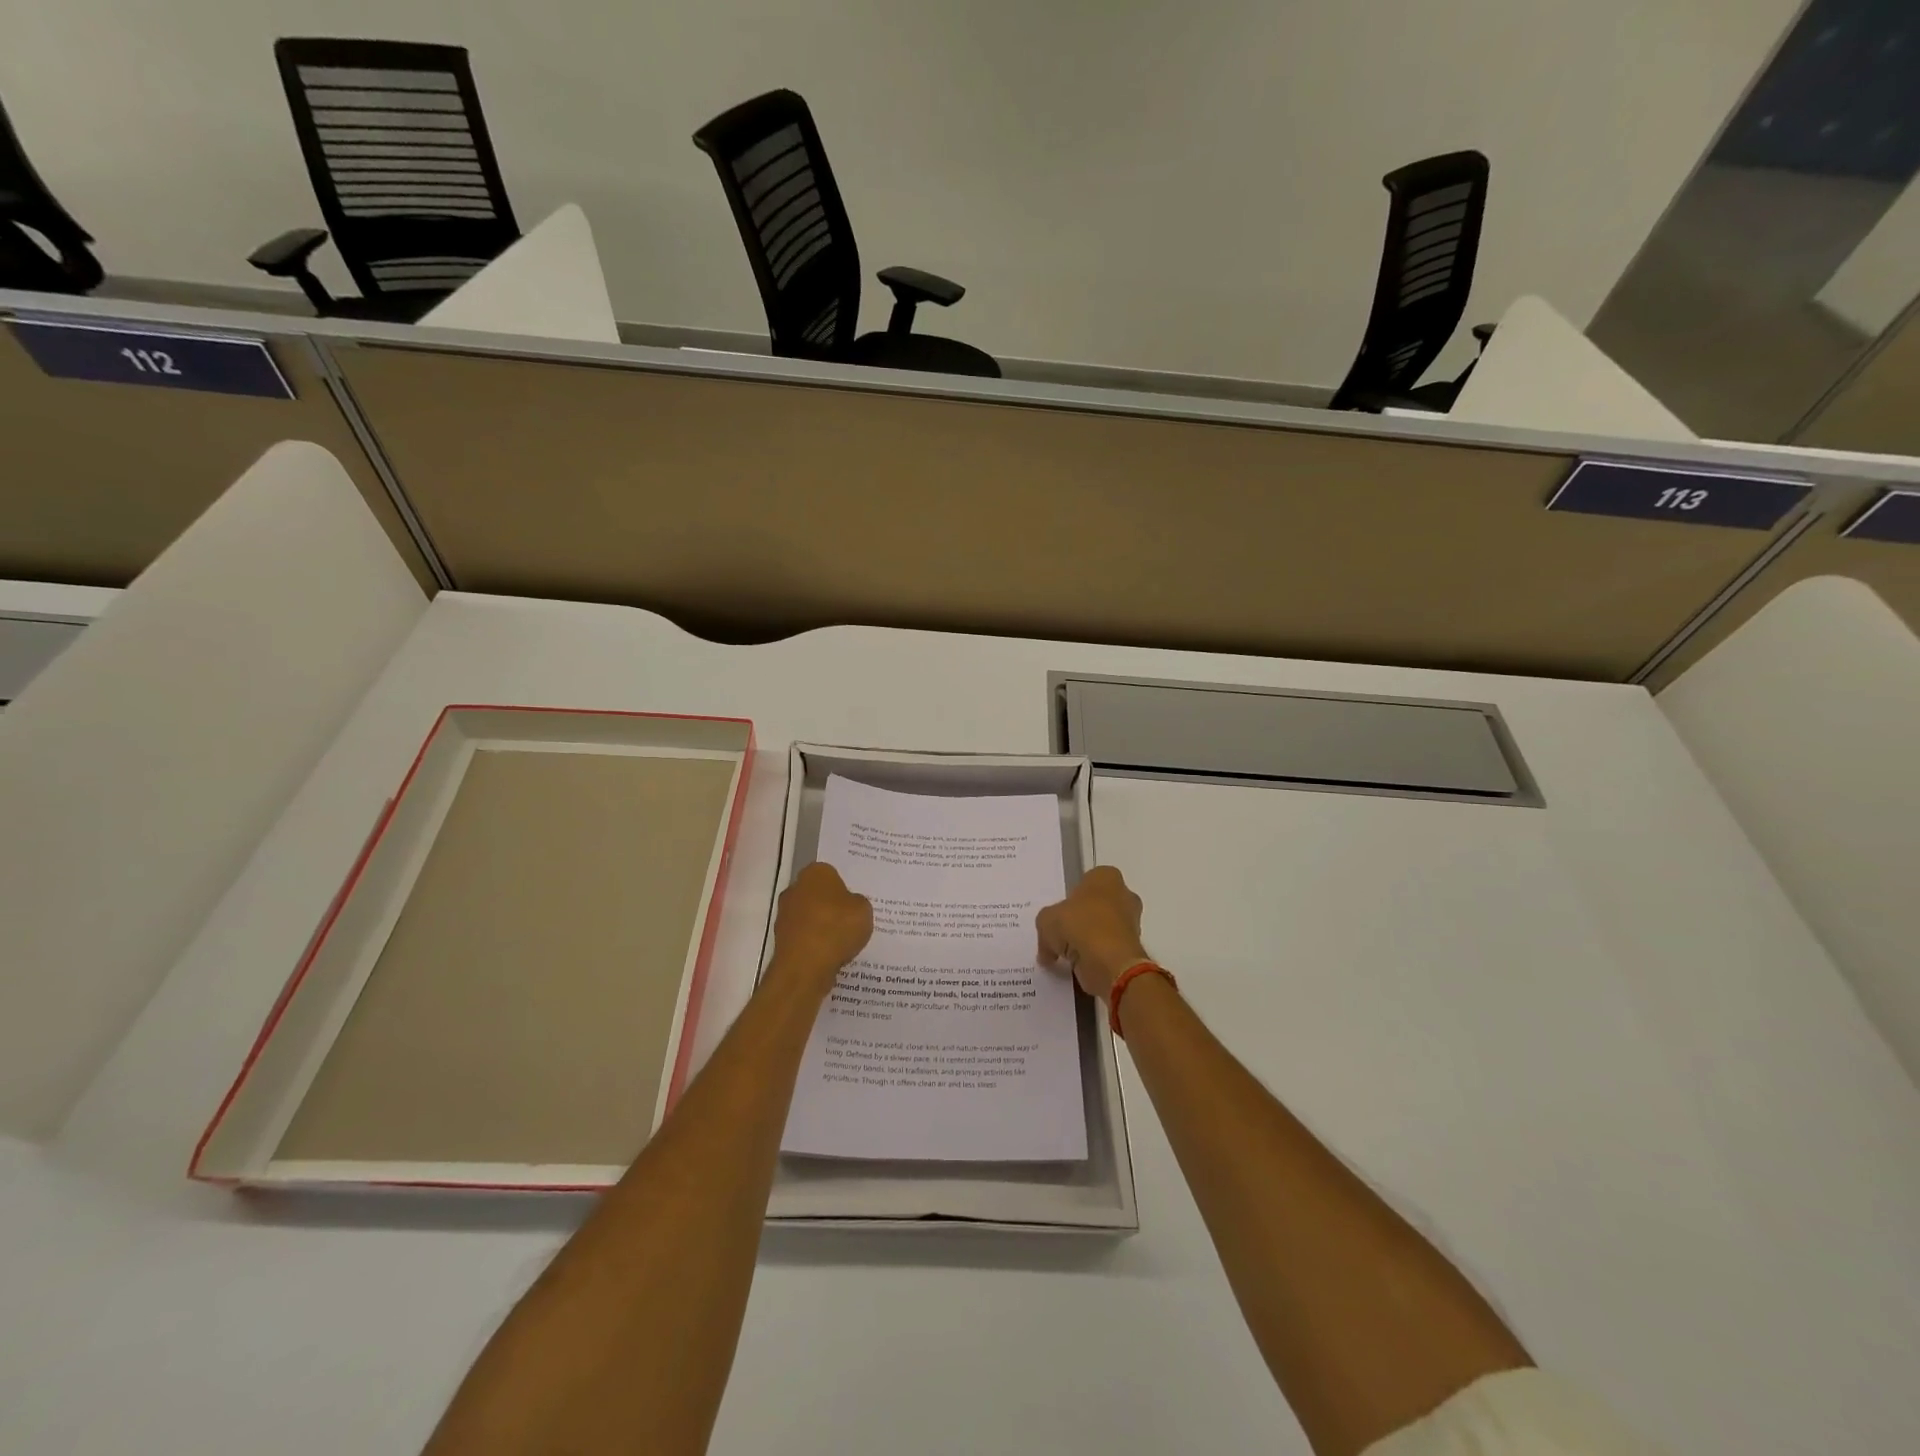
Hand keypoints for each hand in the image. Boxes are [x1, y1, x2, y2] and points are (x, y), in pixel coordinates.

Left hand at [767, 862, 871, 996]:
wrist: (806, 965)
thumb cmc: (837, 927)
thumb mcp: (864, 909)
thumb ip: (857, 902)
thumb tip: (849, 905)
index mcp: (816, 873)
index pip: (831, 874)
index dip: (844, 888)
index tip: (854, 903)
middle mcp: (795, 888)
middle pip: (817, 894)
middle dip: (830, 905)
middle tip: (849, 920)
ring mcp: (784, 914)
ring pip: (809, 916)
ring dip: (820, 926)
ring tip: (841, 942)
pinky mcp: (780, 938)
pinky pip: (803, 936)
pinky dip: (813, 943)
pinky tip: (828, 954)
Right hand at [1036, 866, 1149, 999]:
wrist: (1111, 962)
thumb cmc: (1080, 925)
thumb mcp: (1046, 920)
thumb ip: (1046, 928)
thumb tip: (1048, 948)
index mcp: (1106, 877)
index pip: (1086, 882)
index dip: (1070, 898)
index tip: (1059, 914)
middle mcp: (1124, 895)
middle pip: (1096, 906)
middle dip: (1081, 920)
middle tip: (1060, 936)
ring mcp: (1132, 923)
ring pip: (1103, 929)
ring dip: (1088, 941)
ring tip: (1067, 955)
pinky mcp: (1133, 949)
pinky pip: (1108, 950)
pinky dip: (1096, 958)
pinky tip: (1079, 966)